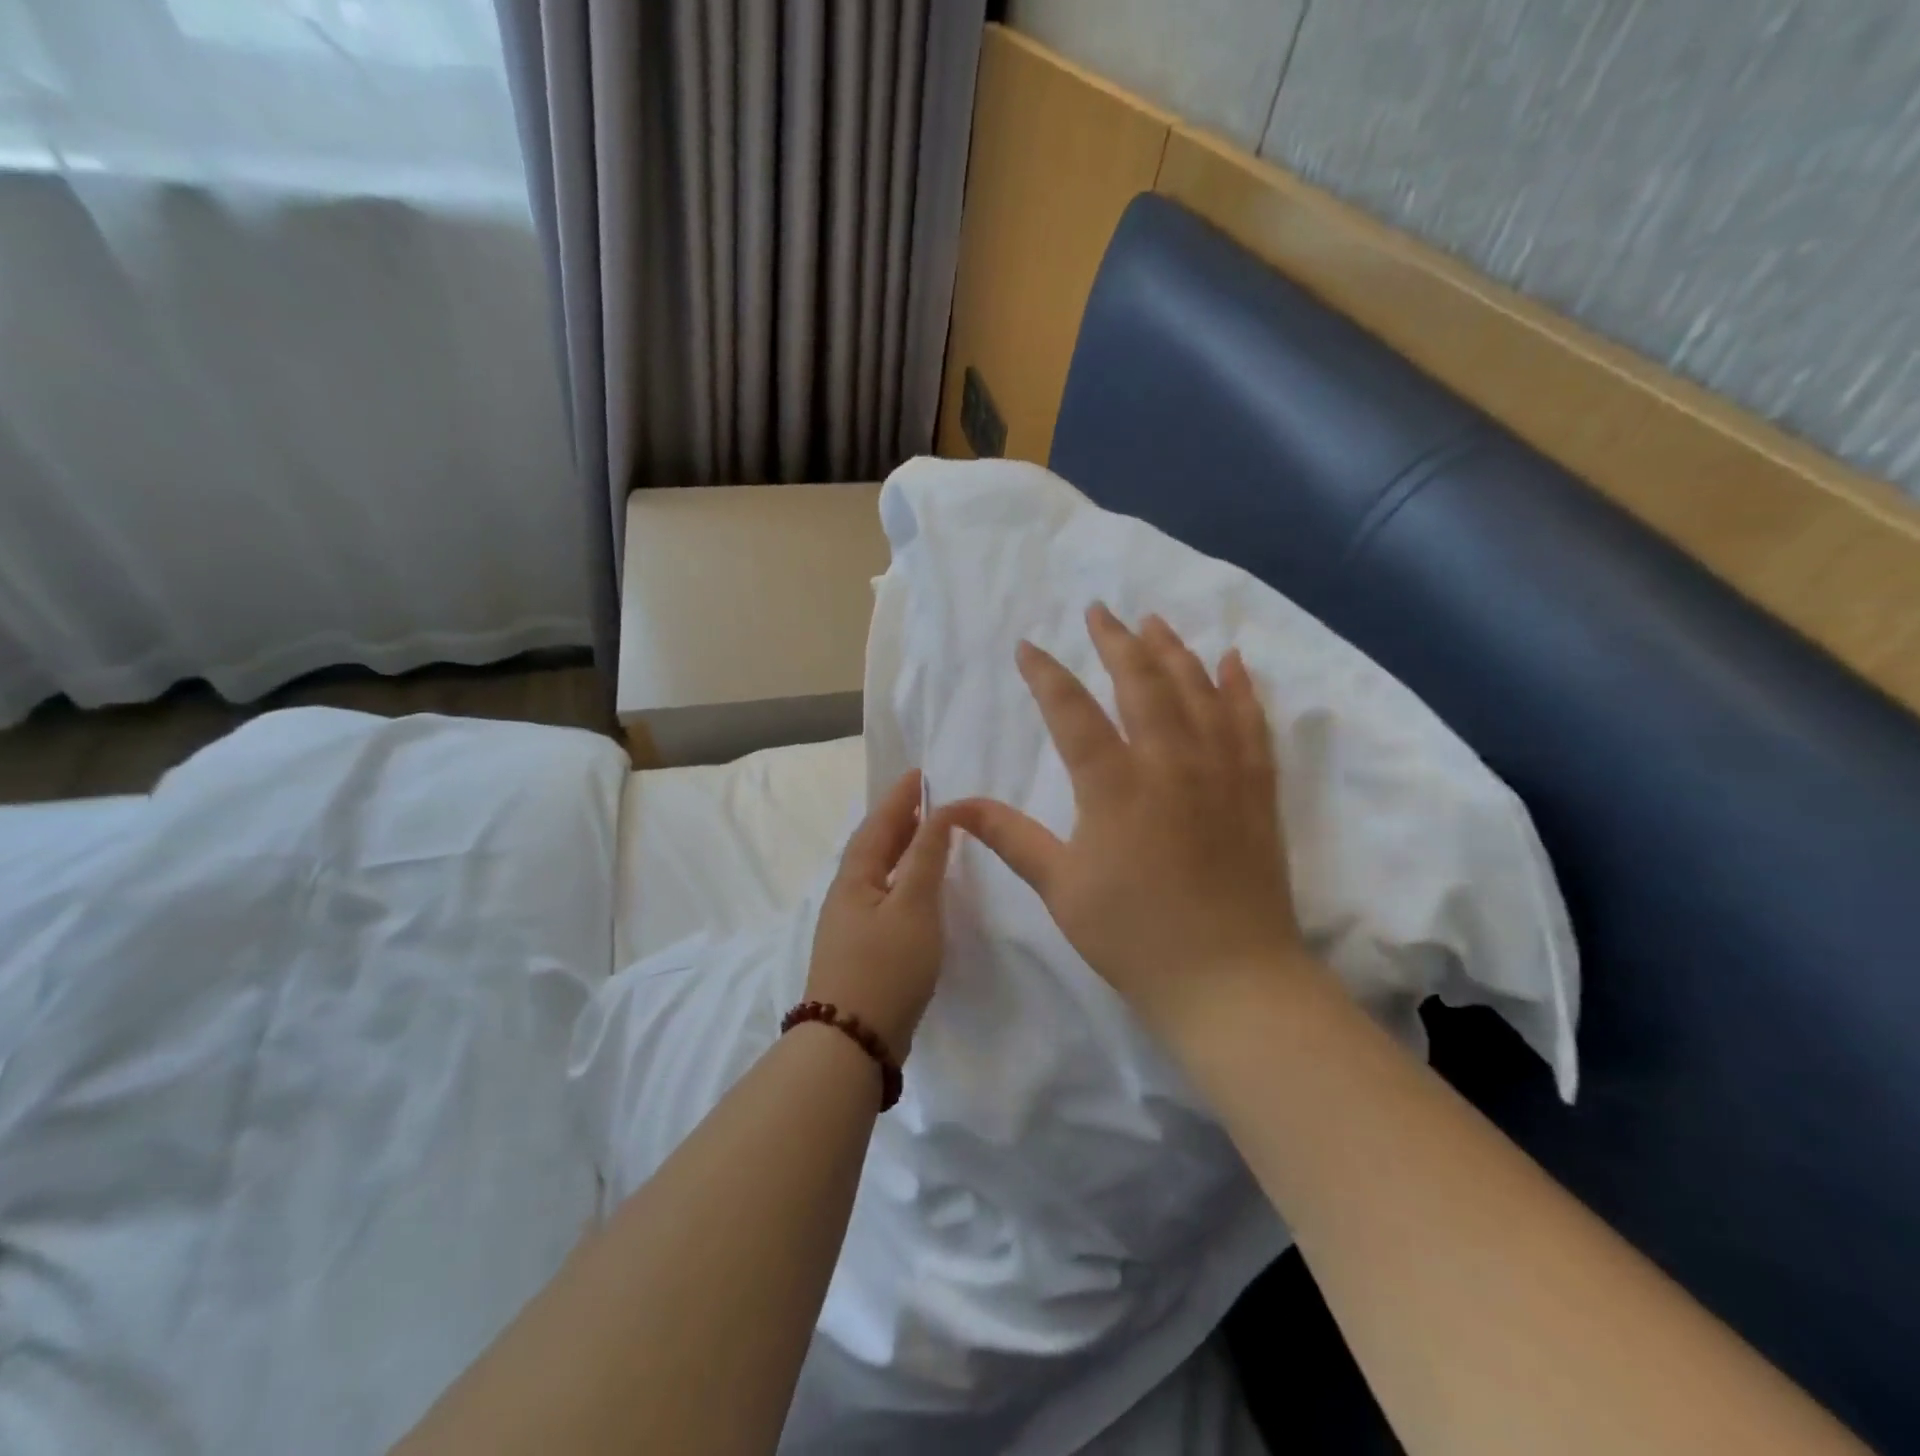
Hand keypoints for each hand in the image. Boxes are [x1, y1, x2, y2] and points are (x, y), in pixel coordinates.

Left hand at [804, 770, 955, 1058]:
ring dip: (901, 847)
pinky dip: (903, 878)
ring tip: (927, 834)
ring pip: (879, 871)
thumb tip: (939, 811)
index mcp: (856, 876)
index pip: (880, 823)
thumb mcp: (914, 906)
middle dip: (899, 818)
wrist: (852, 1041)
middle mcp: (848, 893)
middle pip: (875, 844)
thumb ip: (927, 857)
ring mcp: (851, 923)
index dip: (900, 797)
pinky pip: (884, 895)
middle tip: (926, 797)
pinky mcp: (862, 948)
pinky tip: (919, 888)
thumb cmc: (886, 966)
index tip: (919, 772)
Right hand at [950, 605, 1310, 1040]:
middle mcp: (1170, 763)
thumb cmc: (1133, 936)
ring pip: (1197, 690)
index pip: (1072, 712)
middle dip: (1116, 641)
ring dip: (1173, 650)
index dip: (1046, 675)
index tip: (1027, 646)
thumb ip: (1010, 837)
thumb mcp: (1060, 887)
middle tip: (1099, 611)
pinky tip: (1232, 660)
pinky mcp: (1256, 788)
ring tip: (1154, 621)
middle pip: (1141, 682)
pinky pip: (1251, 722)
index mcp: (1114, 786)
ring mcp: (1220, 771)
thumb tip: (954, 805)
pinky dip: (1240, 687)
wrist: (1229, 979)